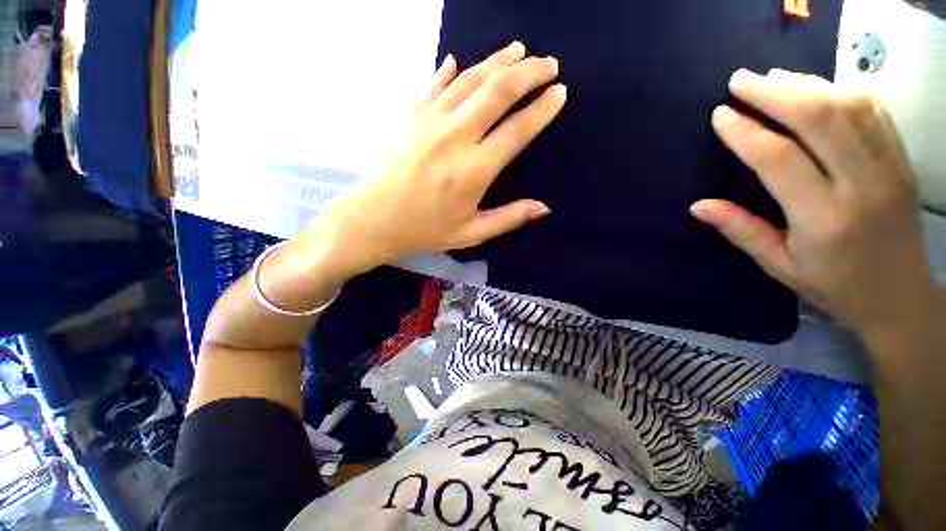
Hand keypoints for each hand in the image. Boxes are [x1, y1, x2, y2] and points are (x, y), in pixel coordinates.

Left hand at [314, 41, 566, 275]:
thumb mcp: (471, 233)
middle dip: (529, 72)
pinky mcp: (409, 117)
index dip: (543, 109)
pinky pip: (434, 85)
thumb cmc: (425, 230)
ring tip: (518, 51)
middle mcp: (455, 137)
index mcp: (474, 170)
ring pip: (470, 79)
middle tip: (549, 64)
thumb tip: (544, 208)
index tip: (560, 93)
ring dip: (497, 61)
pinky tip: (459, 61)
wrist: (373, 220)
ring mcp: (429, 121)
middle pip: (498, 91)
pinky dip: (449, 71)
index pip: (517, 130)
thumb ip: (509, 218)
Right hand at [691, 69, 936, 338]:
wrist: (901, 297)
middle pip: (819, 118)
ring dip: (806, 84)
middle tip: (740, 80)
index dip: (745, 132)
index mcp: (824, 218)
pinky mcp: (902, 159)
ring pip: (848, 105)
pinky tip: (816, 88)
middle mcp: (862, 184)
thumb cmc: (834, 286)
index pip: (779, 159)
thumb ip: (741, 231)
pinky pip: (873, 110)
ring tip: (772, 78)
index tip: (720, 114)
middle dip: (774, 92)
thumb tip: (698, 206)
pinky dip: (840, 90)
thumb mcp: (779, 266)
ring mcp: (889, 166)